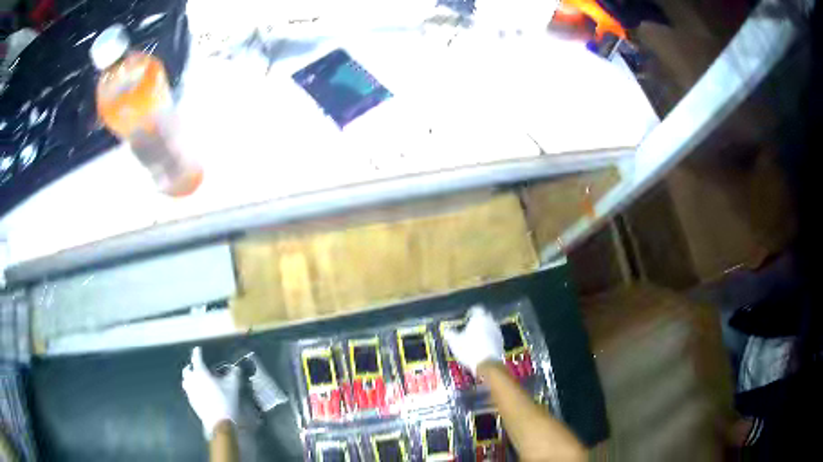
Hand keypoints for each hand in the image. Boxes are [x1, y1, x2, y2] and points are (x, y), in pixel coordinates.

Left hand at [182, 347, 240, 438]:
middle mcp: (192, 380)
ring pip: (186, 381)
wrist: (220, 422)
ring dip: (189, 377)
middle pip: (187, 370)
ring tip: (196, 378)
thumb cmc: (226, 401)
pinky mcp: (191, 402)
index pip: (196, 359)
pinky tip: (199, 391)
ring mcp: (190, 392)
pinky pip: (189, 391)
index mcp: (200, 373)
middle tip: (197, 366)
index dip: (197, 353)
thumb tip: (236, 368)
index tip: (198, 349)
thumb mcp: (233, 387)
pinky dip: (192, 388)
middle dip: (191, 366)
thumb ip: (234, 375)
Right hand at [443, 306, 503, 374]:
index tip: (466, 317)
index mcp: (479, 318)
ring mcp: (497, 332)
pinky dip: (489, 338)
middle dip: (479, 321)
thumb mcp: (455, 343)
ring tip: (476, 338)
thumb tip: (446, 331)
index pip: (476, 309)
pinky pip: (494, 336)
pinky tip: (483, 346)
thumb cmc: (469, 350)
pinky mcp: (501, 342)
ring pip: (490, 326)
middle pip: (485, 317)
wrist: (487, 364)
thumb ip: (450, 334)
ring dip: (485, 329)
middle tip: (470, 327)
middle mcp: (490, 322)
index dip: (471, 313)